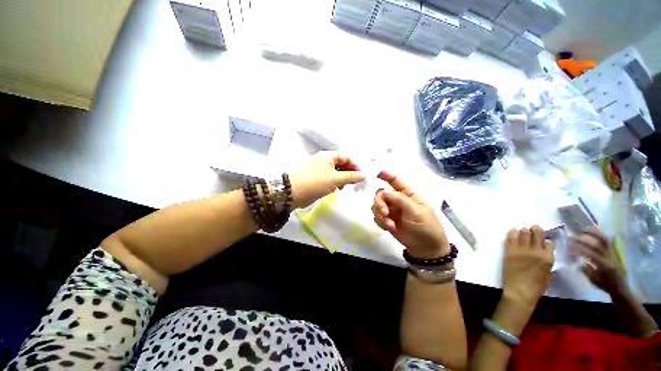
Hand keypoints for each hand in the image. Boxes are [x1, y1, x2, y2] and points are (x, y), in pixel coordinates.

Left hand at [290, 151, 364, 208]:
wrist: (293, 192)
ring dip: (342, 178)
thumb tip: (364, 175)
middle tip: (354, 183)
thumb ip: (351, 176)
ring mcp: (318, 168)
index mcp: (328, 156)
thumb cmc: (316, 182)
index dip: (355, 165)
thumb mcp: (336, 179)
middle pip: (341, 163)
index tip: (361, 176)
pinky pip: (328, 177)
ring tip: (345, 187)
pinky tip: (336, 188)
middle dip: (349, 172)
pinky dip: (334, 182)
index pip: (346, 157)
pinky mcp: (315, 177)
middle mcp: (323, 160)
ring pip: (335, 171)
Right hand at [372, 171, 449, 258]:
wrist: (425, 249)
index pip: (395, 181)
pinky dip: (380, 222)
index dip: (386, 175)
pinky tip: (389, 228)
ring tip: (390, 225)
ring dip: (380, 215)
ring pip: (376, 206)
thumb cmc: (426, 227)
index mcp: (408, 194)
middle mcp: (397, 200)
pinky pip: (376, 216)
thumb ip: (400, 200)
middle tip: (385, 213)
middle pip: (381, 194)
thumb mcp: (417, 212)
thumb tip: (384, 191)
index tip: (377, 173)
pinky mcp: (387, 220)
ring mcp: (391, 210)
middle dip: (380, 203)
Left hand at [502, 226, 553, 311]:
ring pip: (523, 234)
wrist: (519, 292)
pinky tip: (513, 230)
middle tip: (534, 227)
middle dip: (536, 229)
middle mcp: (535, 251)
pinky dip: (512, 233)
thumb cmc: (536, 287)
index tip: (544, 238)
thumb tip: (545, 253)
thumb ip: (546, 262)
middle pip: (537, 234)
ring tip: (524, 229)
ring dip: (524, 230)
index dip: (546, 239)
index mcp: (548, 258)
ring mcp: (521, 250)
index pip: (549, 243)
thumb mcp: (548, 275)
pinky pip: (510, 238)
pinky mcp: (509, 251)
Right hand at [571, 227, 625, 296]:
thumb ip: (586, 270)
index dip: (579, 249)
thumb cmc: (604, 284)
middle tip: (571, 237)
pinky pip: (606, 239)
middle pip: (596, 244)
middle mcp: (608, 256)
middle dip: (583, 239)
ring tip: (582, 230)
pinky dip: (599, 233)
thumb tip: (577, 262)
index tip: (568, 246)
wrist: (619, 285)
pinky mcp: (612, 250)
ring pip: (603, 239)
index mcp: (604, 265)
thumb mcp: (594, 280)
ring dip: (593, 233)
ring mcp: (611, 252)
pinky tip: (592, 231)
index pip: (590, 253)